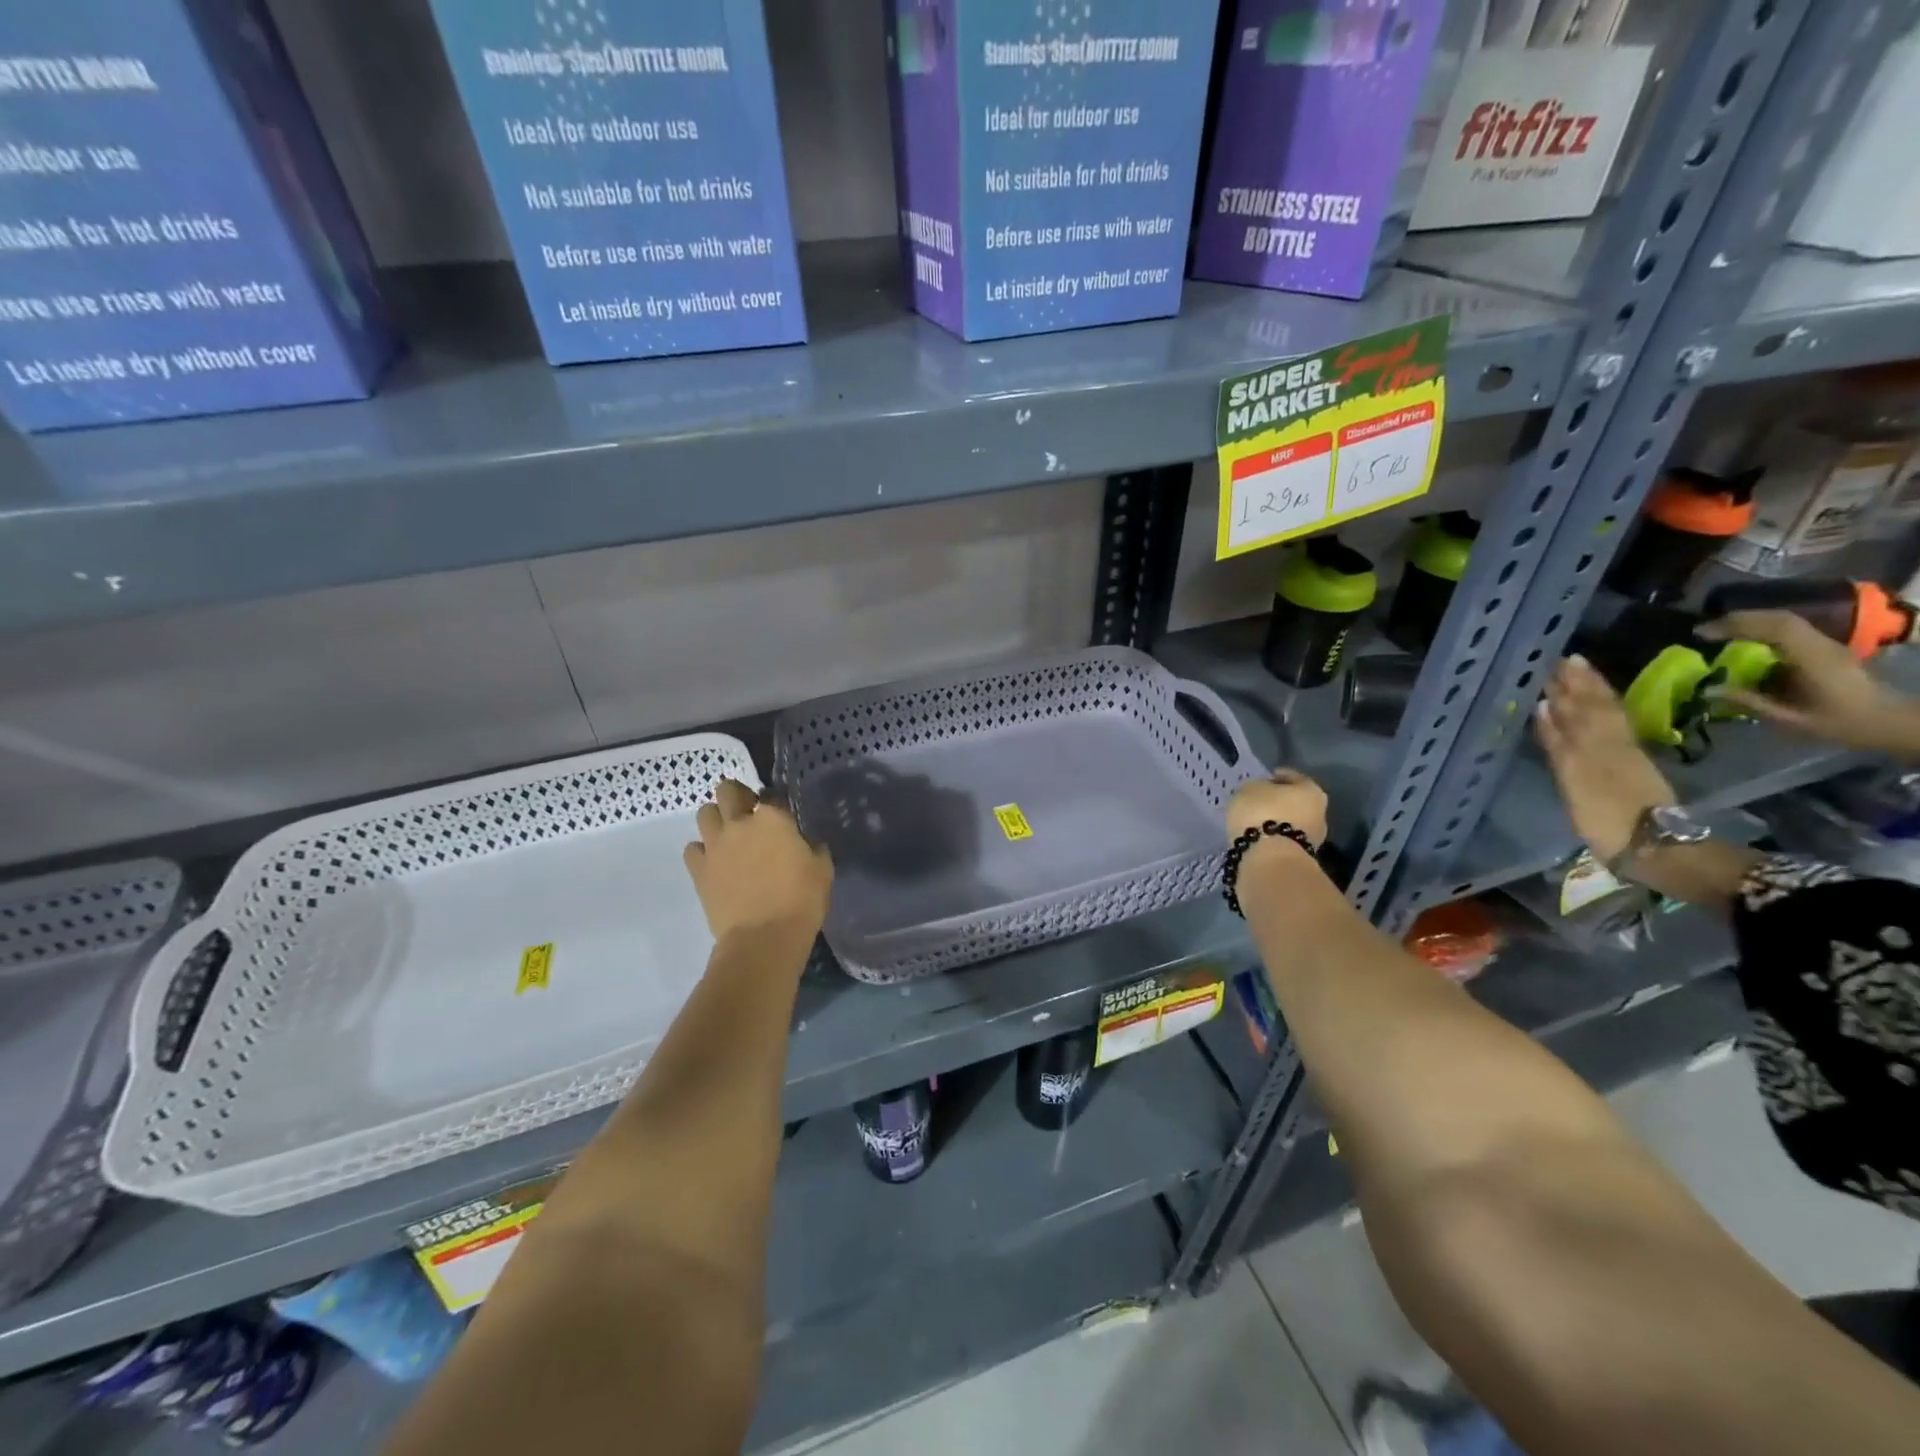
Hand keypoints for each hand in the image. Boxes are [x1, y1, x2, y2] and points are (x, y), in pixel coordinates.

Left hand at [683, 779, 832, 943]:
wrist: (763, 939)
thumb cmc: (801, 901)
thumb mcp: (822, 869)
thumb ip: (812, 847)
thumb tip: (804, 843)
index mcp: (773, 818)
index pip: (771, 795)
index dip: (776, 803)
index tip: (782, 816)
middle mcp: (739, 822)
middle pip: (727, 790)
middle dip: (737, 796)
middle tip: (748, 813)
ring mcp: (715, 845)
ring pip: (705, 813)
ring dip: (716, 819)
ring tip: (728, 836)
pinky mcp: (698, 869)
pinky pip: (692, 848)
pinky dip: (702, 851)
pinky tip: (714, 862)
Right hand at [1227, 770, 1328, 848]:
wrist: (1271, 859)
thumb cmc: (1262, 813)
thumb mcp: (1248, 790)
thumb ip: (1255, 788)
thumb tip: (1258, 792)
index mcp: (1310, 789)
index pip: (1293, 777)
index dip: (1277, 776)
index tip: (1263, 778)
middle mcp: (1319, 812)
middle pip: (1296, 802)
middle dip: (1279, 802)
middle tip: (1259, 801)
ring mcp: (1314, 838)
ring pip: (1292, 823)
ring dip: (1276, 822)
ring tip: (1256, 822)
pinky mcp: (1302, 858)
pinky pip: (1284, 840)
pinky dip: (1274, 838)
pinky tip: (1259, 837)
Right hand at [1535, 656, 1675, 862]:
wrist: (1656, 848)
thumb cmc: (1608, 819)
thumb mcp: (1577, 781)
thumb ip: (1559, 744)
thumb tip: (1544, 706)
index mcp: (1597, 745)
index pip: (1580, 707)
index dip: (1568, 685)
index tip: (1554, 661)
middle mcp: (1610, 744)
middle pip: (1593, 708)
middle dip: (1579, 684)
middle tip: (1564, 660)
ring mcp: (1623, 756)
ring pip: (1605, 717)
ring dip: (1590, 695)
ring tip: (1577, 676)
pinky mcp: (1633, 769)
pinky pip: (1613, 730)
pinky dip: (1599, 717)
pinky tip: (1588, 713)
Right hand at [1700, 610, 1919, 757]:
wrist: (1886, 721)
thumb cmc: (1840, 723)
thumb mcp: (1791, 719)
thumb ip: (1750, 702)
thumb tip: (1709, 690)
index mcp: (1816, 659)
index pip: (1777, 628)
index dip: (1737, 625)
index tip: (1702, 633)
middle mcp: (1823, 645)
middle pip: (1781, 619)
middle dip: (1739, 619)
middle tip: (1704, 630)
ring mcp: (1827, 645)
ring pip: (1786, 621)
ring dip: (1750, 622)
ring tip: (1719, 632)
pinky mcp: (1824, 648)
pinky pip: (1790, 630)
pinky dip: (1762, 629)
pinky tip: (1744, 640)